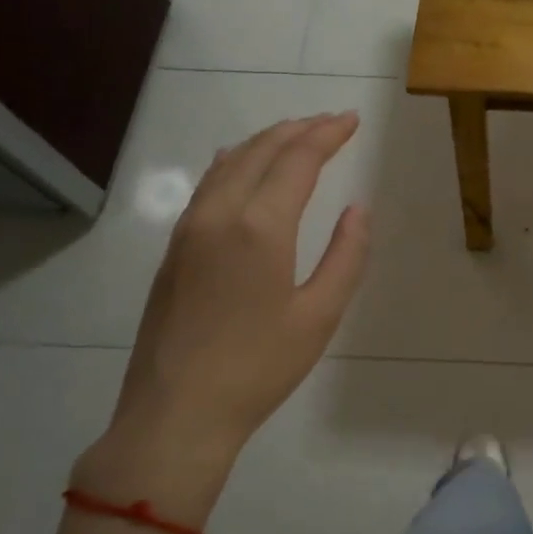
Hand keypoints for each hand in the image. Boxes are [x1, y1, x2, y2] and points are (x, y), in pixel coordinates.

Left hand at [75, 113, 369, 522]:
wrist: (176, 413)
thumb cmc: (259, 368)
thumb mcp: (320, 316)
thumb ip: (346, 256)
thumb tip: (357, 209)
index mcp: (260, 227)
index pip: (298, 160)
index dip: (327, 134)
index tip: (351, 120)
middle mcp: (219, 214)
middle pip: (261, 151)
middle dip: (299, 129)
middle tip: (331, 122)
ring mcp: (189, 229)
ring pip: (229, 163)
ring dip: (266, 142)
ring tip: (295, 135)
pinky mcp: (174, 249)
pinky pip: (208, 185)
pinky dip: (236, 162)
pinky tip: (243, 165)